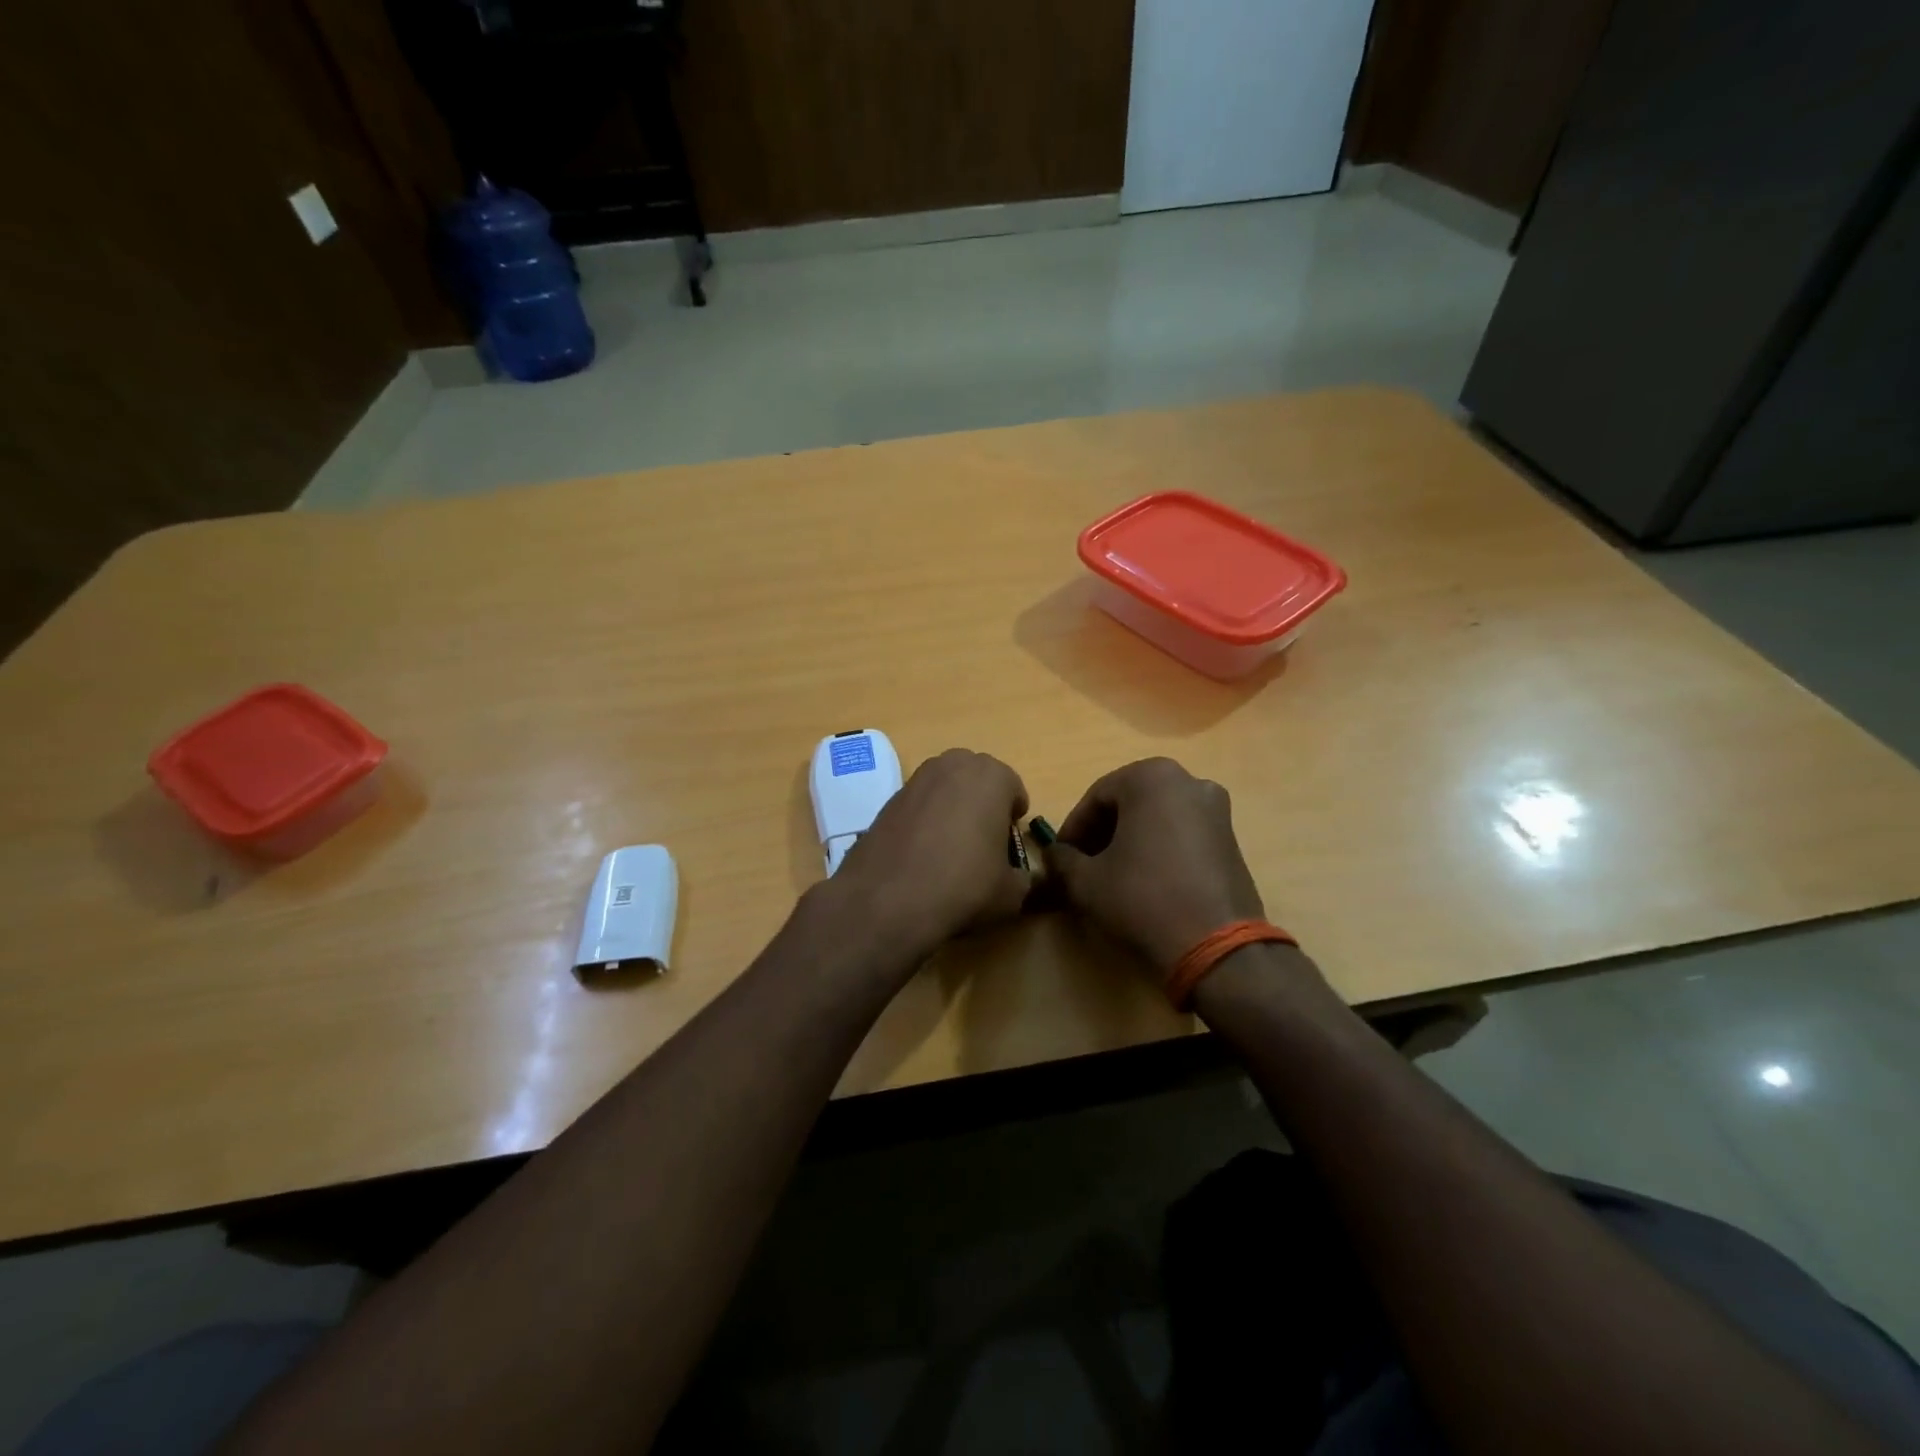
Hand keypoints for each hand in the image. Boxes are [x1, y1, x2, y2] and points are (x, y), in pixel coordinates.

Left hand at [830, 749, 1030, 957]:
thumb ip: (1022, 877)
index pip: (1013, 788)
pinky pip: (919, 802)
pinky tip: (922, 851)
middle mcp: (953, 765)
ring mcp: (917, 778)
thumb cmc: (964, 885)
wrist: (888, 899)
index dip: (1014, 816)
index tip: (1009, 841)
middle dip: (983, 801)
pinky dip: (925, 818)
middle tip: (983, 838)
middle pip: (977, 779)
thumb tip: (1018, 877)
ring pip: (946, 787)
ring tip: (951, 845)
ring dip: (952, 806)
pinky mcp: (889, 798)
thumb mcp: (1011, 893)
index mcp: (991, 776)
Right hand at [1044, 758, 1265, 975]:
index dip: (1073, 829)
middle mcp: (1188, 781)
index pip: (1096, 797)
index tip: (1061, 857)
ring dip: (1130, 840)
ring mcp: (1216, 809)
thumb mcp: (1086, 881)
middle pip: (1129, 803)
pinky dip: (1159, 849)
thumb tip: (1054, 855)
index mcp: (1151, 777)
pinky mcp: (1232, 839)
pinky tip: (1147, 883)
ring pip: (1157, 817)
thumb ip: (1062, 860)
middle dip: (1102, 832)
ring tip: (1113, 876)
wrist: (1216, 946)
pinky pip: (1183, 833)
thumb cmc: (1142, 899)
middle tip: (1084, 865)